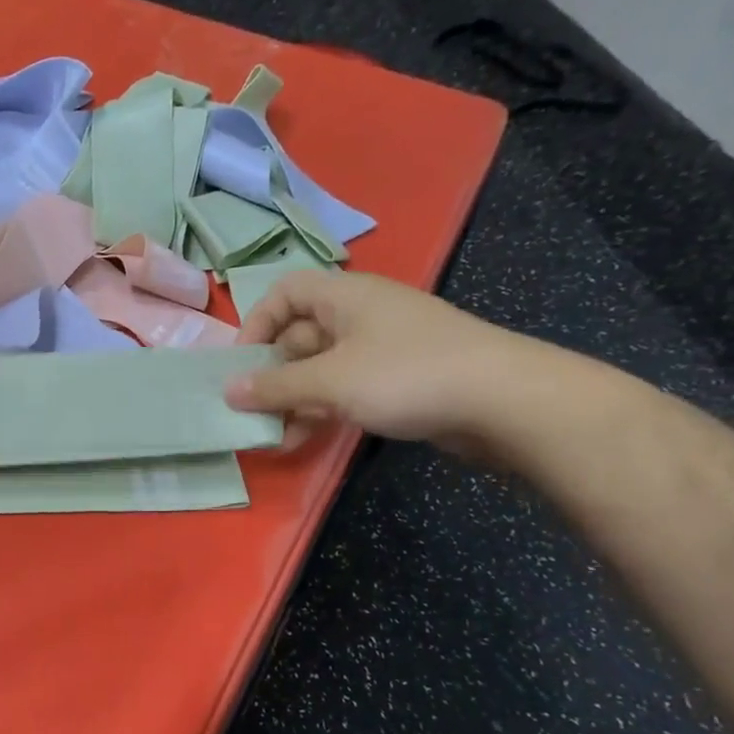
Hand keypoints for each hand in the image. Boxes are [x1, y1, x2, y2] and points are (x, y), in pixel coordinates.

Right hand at [224, 269, 546, 455]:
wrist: (504, 401)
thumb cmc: (407, 375)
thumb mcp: (331, 381)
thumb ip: (275, 387)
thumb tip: (228, 391)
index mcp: (344, 296)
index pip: (284, 293)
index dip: (256, 323)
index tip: (240, 364)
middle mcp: (360, 315)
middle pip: (298, 335)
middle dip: (271, 373)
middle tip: (249, 409)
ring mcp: (381, 348)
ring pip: (320, 368)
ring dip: (292, 399)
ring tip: (271, 435)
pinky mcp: (399, 380)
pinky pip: (345, 388)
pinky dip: (321, 410)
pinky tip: (302, 440)